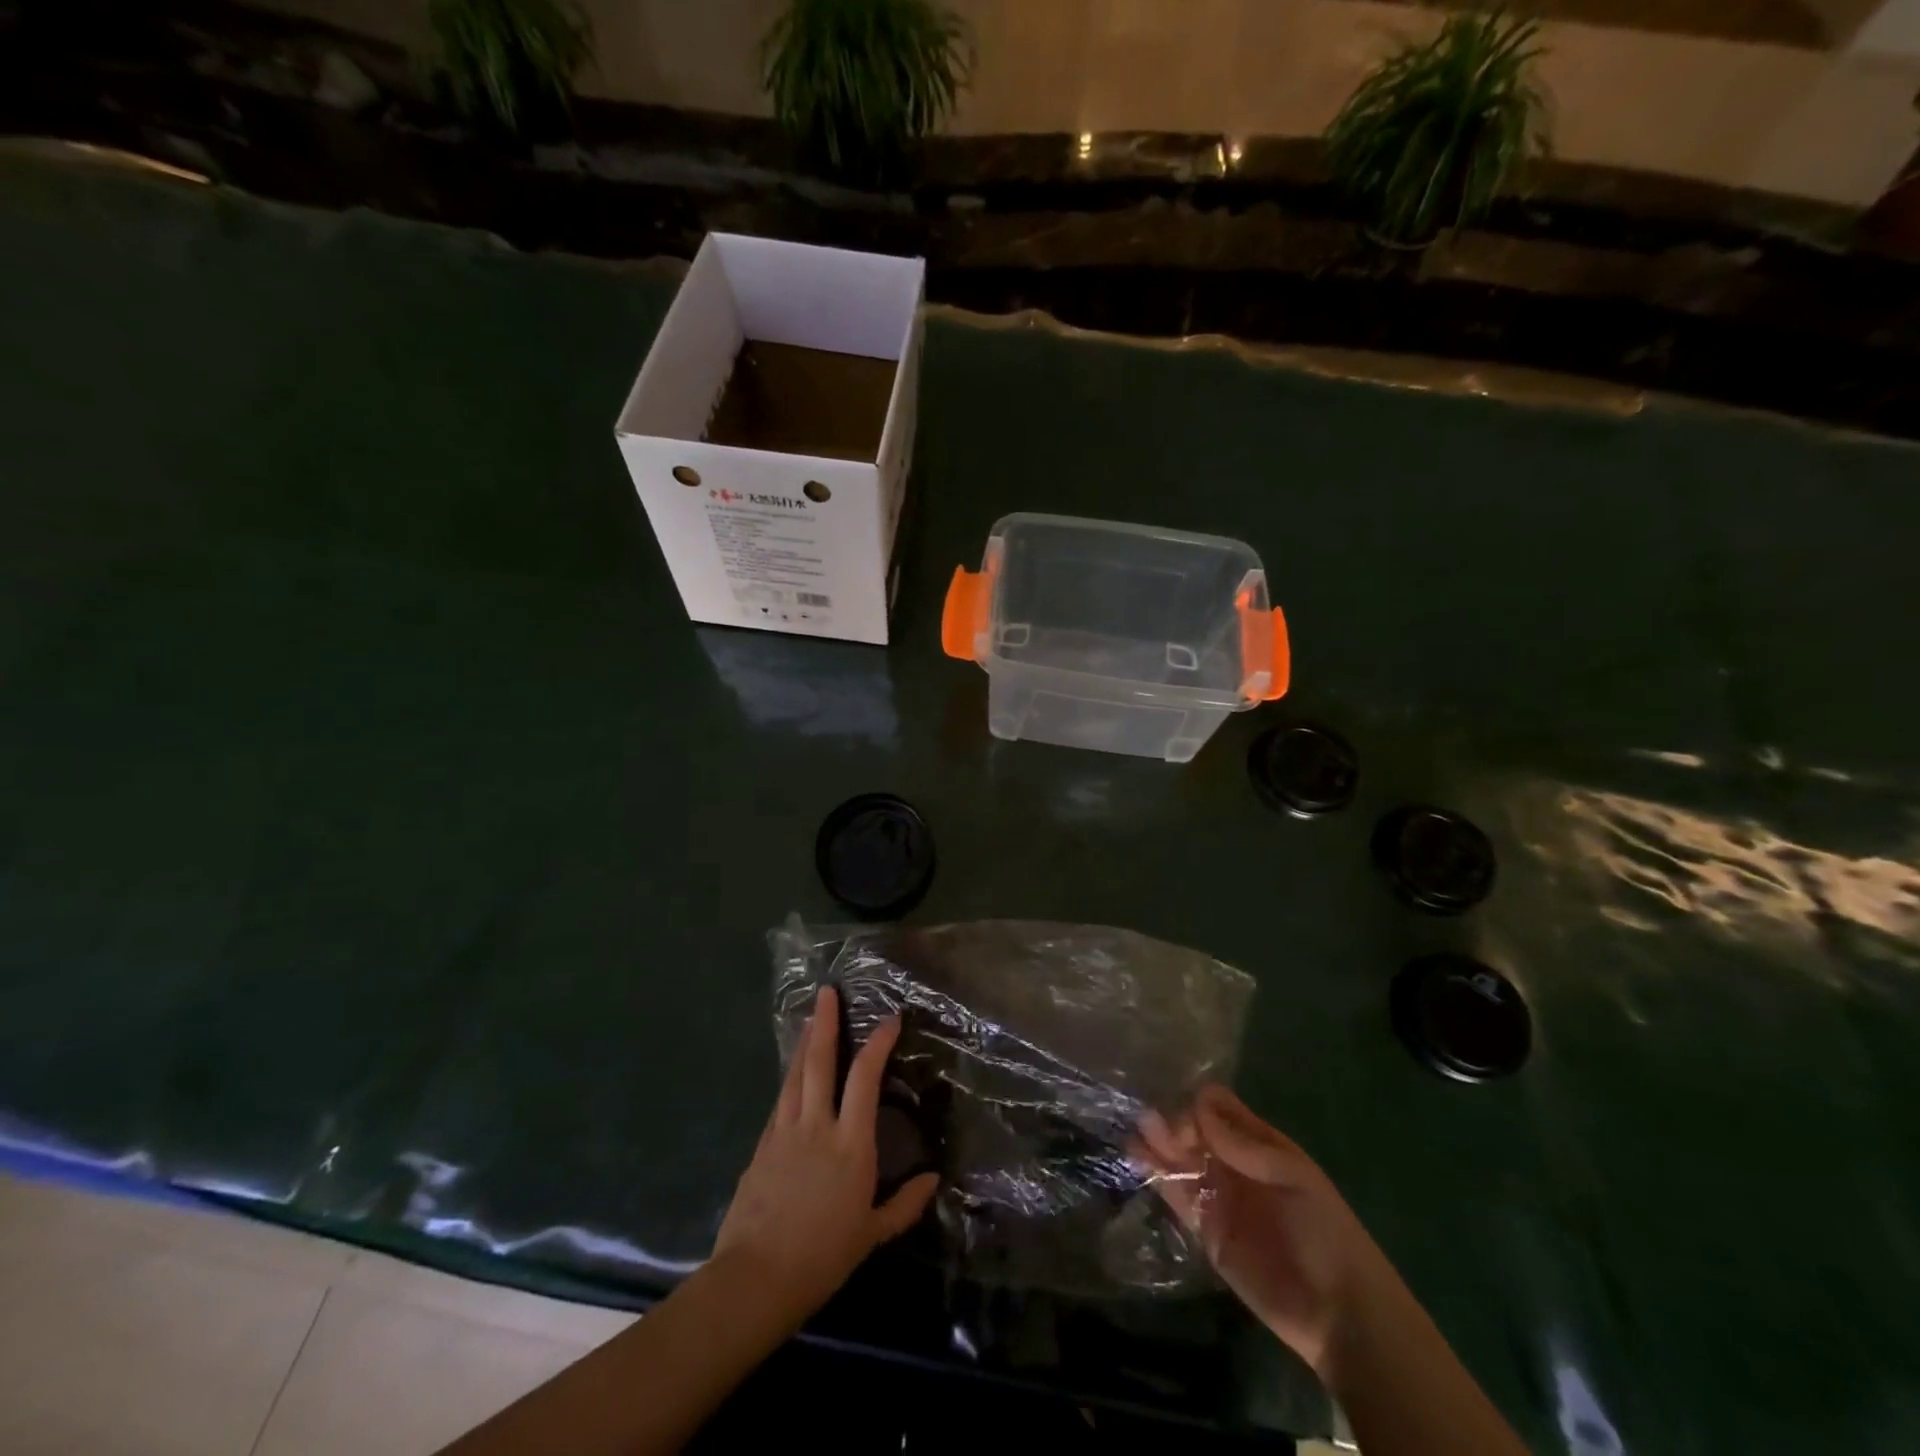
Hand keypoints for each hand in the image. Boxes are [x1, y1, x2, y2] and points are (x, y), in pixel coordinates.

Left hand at [713, 986, 938, 1329]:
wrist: (756, 1278)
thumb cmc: (822, 1256)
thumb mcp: (871, 1234)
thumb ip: (904, 1205)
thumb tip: (933, 1178)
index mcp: (850, 1144)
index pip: (866, 1079)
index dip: (878, 1044)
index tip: (889, 1019)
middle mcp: (817, 1126)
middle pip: (821, 1062)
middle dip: (826, 1023)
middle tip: (827, 992)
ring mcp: (784, 1132)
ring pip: (795, 1075)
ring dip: (805, 1042)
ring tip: (811, 1018)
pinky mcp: (762, 1145)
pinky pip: (780, 1101)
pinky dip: (790, 1078)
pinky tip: (792, 1073)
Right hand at [1137, 1084, 1390, 1376]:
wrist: (1338, 1314)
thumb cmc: (1324, 1232)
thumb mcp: (1293, 1178)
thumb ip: (1244, 1145)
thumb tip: (1199, 1105)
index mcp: (1260, 1145)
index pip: (1219, 1110)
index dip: (1198, 1107)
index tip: (1186, 1120)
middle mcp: (1235, 1164)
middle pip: (1194, 1132)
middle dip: (1171, 1123)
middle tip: (1148, 1123)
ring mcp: (1219, 1197)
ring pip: (1180, 1160)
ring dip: (1158, 1145)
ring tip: (1134, 1135)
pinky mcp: (1206, 1231)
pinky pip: (1177, 1196)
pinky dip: (1157, 1177)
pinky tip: (1136, 1160)